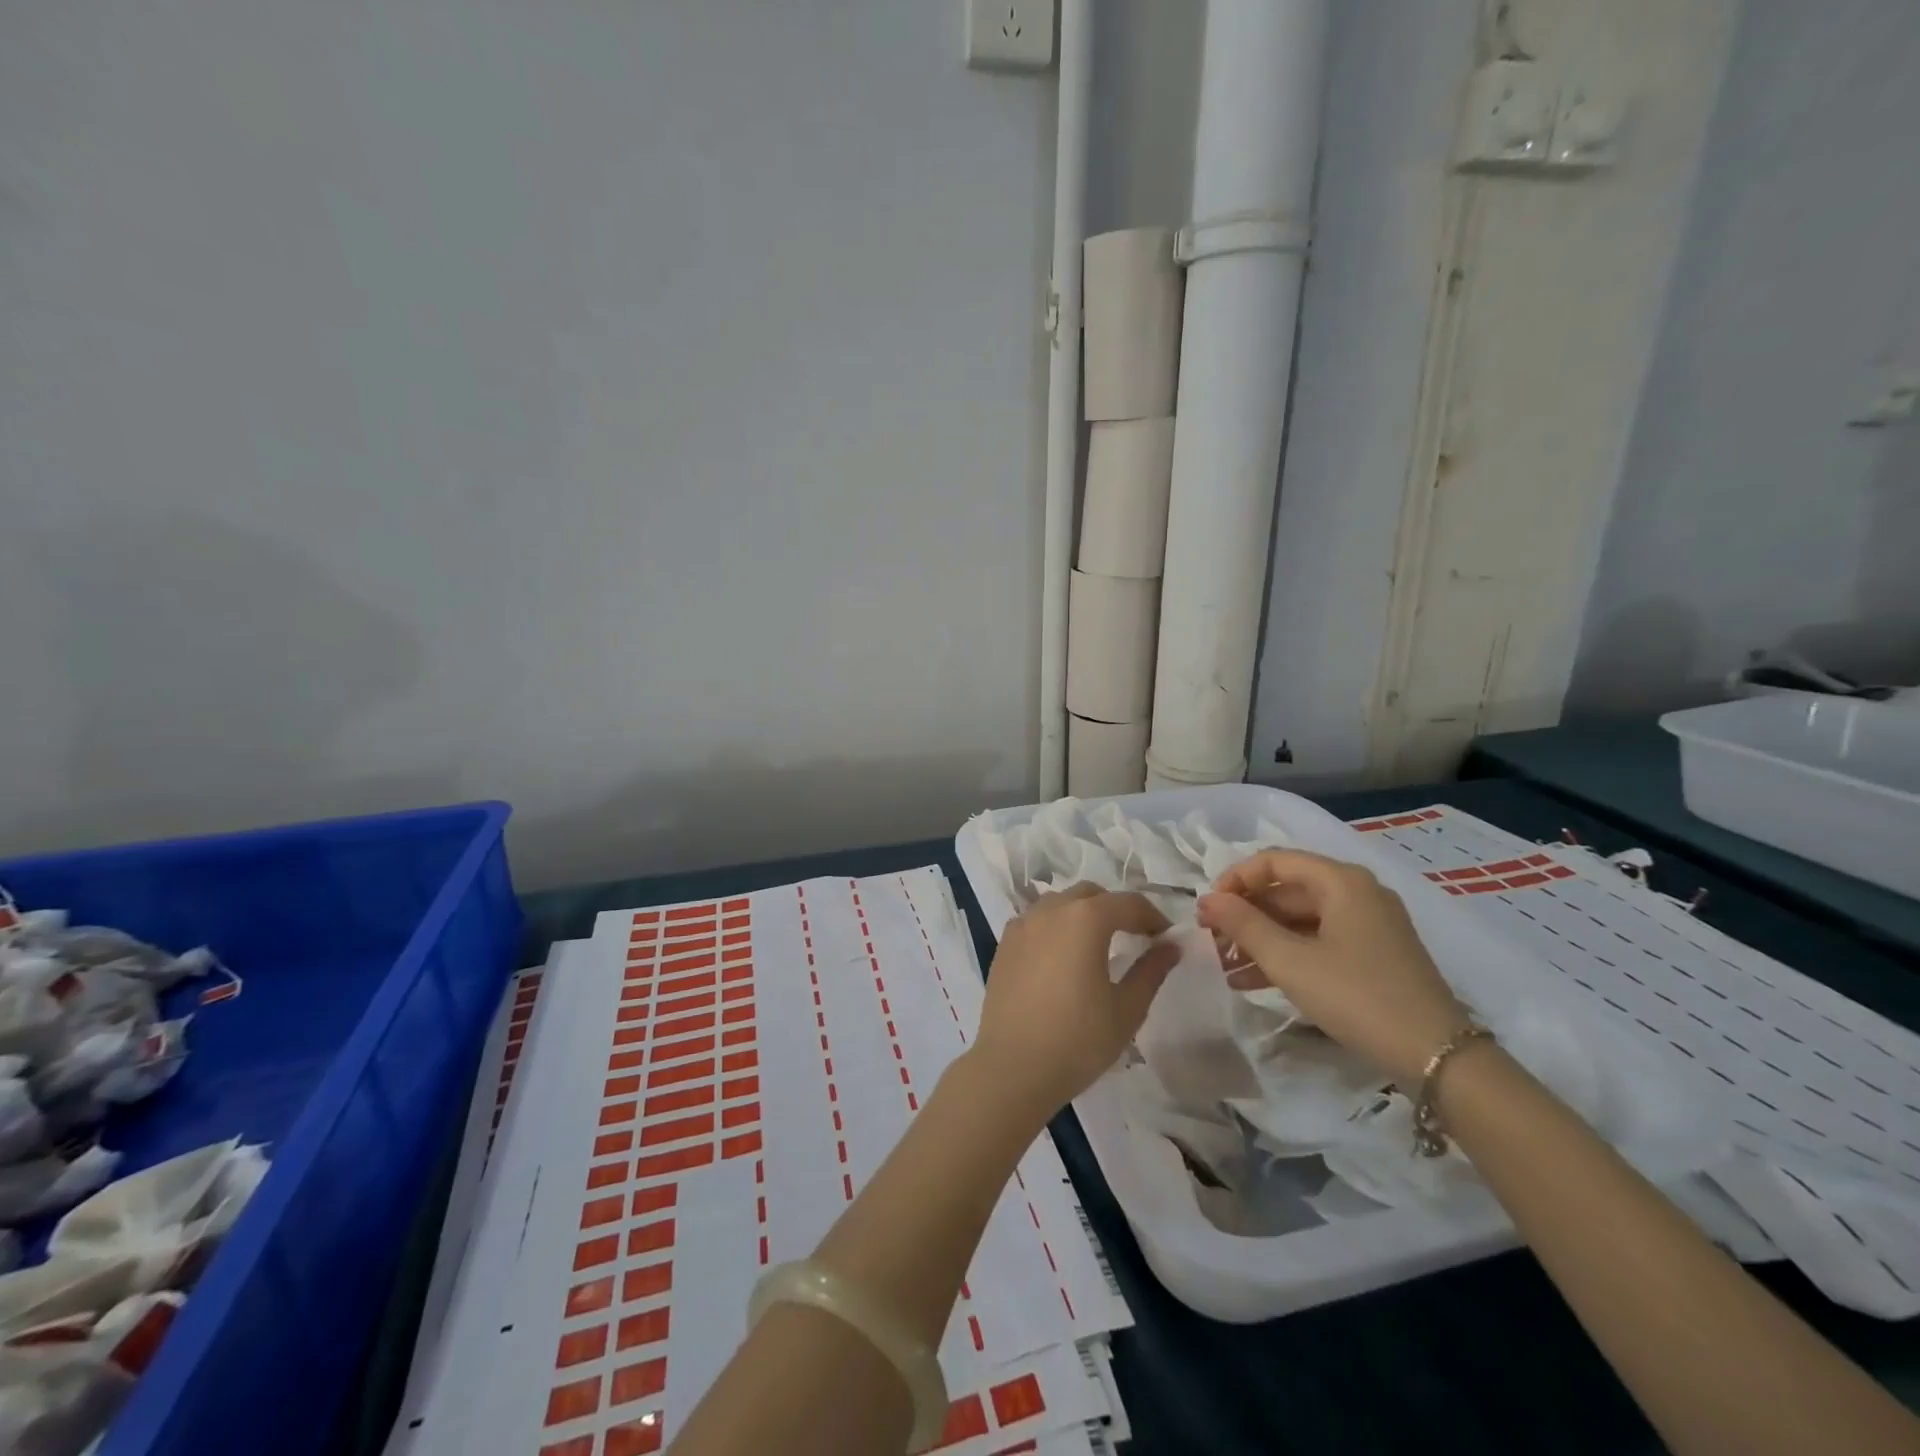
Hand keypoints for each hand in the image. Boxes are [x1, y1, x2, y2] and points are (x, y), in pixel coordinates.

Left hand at [971, 884, 1177, 1121]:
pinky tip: (1063, 956)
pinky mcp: (1005, 943)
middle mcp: (1051, 910)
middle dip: (1116, 909)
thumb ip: (1151, 970)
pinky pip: (1037, 920)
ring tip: (1098, 945)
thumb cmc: (1077, 1040)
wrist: (1012, 1067)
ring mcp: (1023, 924)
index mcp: (1085, 918)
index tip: (1166, 937)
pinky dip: (1056, 927)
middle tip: (1135, 937)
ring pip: (1060, 903)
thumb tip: (1171, 945)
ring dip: (1084, 914)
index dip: (1152, 916)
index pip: (1128, 903)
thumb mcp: (1126, 1009)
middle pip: (1091, 895)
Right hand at [1197, 850, 1468, 1087]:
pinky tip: (1253, 981)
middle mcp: (1357, 892)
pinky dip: (1286, 955)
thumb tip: (1207, 899)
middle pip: (1286, 890)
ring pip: (1299, 919)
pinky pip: (1317, 941)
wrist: (1437, 1057)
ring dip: (1260, 939)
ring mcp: (1368, 924)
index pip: (1273, 861)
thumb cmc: (1356, 996)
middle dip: (1245, 915)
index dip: (1235, 880)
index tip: (1209, 911)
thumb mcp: (1289, 961)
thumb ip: (1243, 925)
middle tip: (1212, 943)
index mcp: (1341, 881)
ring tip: (1225, 967)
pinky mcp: (1373, 954)